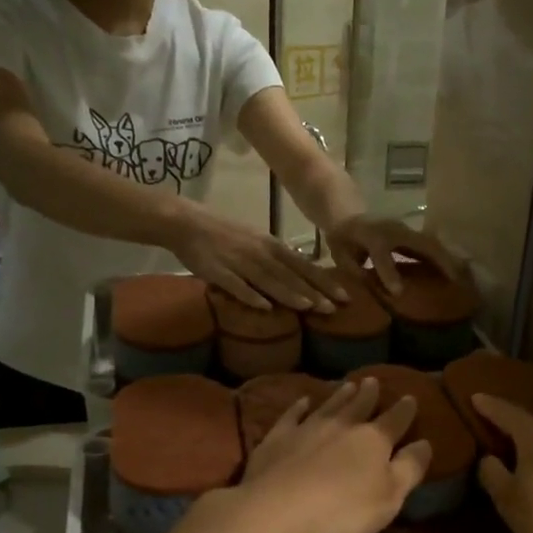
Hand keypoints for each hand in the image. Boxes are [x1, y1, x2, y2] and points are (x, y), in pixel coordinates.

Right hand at [169, 205, 348, 311]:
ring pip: (269, 280)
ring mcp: (240, 262)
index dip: (324, 281)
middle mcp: (260, 253)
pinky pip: (237, 286)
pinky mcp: (219, 272)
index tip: (345, 296)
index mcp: (271, 246)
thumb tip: (301, 278)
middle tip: (335, 309)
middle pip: (291, 275)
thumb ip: (277, 259)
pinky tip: (265, 307)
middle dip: (314, 292)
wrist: (187, 223)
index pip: (304, 266)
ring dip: (290, 294)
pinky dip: (251, 296)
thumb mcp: (257, 242)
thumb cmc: (225, 234)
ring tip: (309, 308)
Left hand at [236, 378, 430, 532]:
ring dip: (340, 395)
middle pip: (359, 405)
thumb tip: (425, 443)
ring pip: (329, 405)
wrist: (276, 511)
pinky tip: (303, 401)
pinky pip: (292, 415)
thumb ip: (409, 469)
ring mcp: (307, 428)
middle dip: (369, 394)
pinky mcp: (277, 438)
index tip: (410, 397)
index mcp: (373, 440)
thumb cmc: (342, 511)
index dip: (405, 410)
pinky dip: (299, 406)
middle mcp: (342, 426)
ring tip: (348, 384)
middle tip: (373, 380)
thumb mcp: (390, 498)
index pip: (395, 420)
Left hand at [322, 215, 462, 295]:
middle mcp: (393, 229)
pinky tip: (456, 272)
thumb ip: (353, 270)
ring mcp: (406, 229)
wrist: (348, 214)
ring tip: (463, 279)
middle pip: (420, 244)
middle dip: (439, 262)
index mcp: (371, 235)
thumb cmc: (342, 239)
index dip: (389, 272)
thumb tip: (366, 291)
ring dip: (448, 260)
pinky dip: (445, 258)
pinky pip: (431, 246)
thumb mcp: (339, 255)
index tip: (398, 293)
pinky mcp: (413, 234)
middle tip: (455, 282)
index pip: (382, 253)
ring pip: (432, 244)